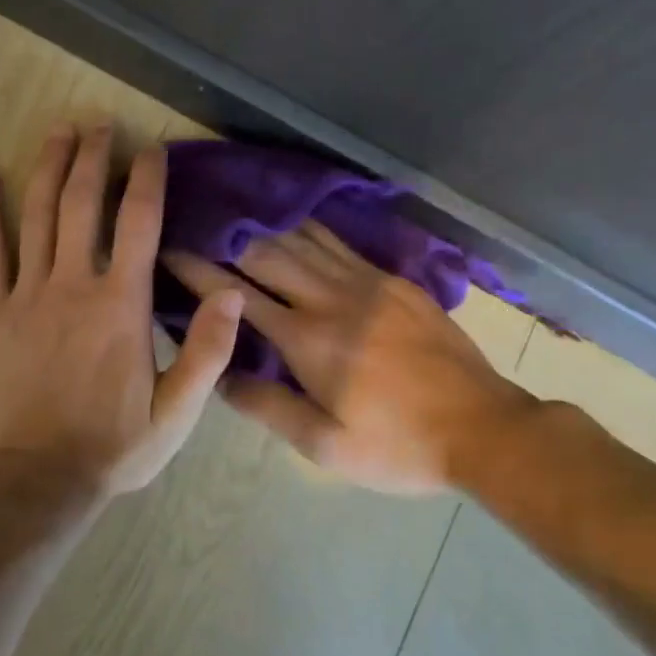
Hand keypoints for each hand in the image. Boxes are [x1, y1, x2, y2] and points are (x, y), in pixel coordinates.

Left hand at [0, 123, 242, 495]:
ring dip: (49, 169)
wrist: (39, 479)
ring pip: (38, 217)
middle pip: (84, 205)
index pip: (139, 224)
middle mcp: (74, 286)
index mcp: (122, 305)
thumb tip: (232, 294)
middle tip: (99, 123)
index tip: (150, 148)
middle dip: (94, 158)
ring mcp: (28, 296)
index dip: (146, 179)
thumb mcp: (179, 412)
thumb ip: (208, 352)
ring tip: (58, 131)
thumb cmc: (115, 446)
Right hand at [164, 224, 535, 494]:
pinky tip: (293, 219)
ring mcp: (368, 283)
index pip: (239, 295)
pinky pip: (341, 244)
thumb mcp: (326, 446)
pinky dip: (309, 228)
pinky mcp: (395, 282)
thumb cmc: (398, 446)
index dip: (200, 270)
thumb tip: (221, 376)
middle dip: (225, 236)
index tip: (170, 249)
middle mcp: (333, 298)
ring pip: (305, 240)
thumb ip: (268, 407)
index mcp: (309, 340)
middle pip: (268, 254)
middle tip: (194, 218)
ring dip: (265, 224)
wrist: (485, 430)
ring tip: (234, 209)